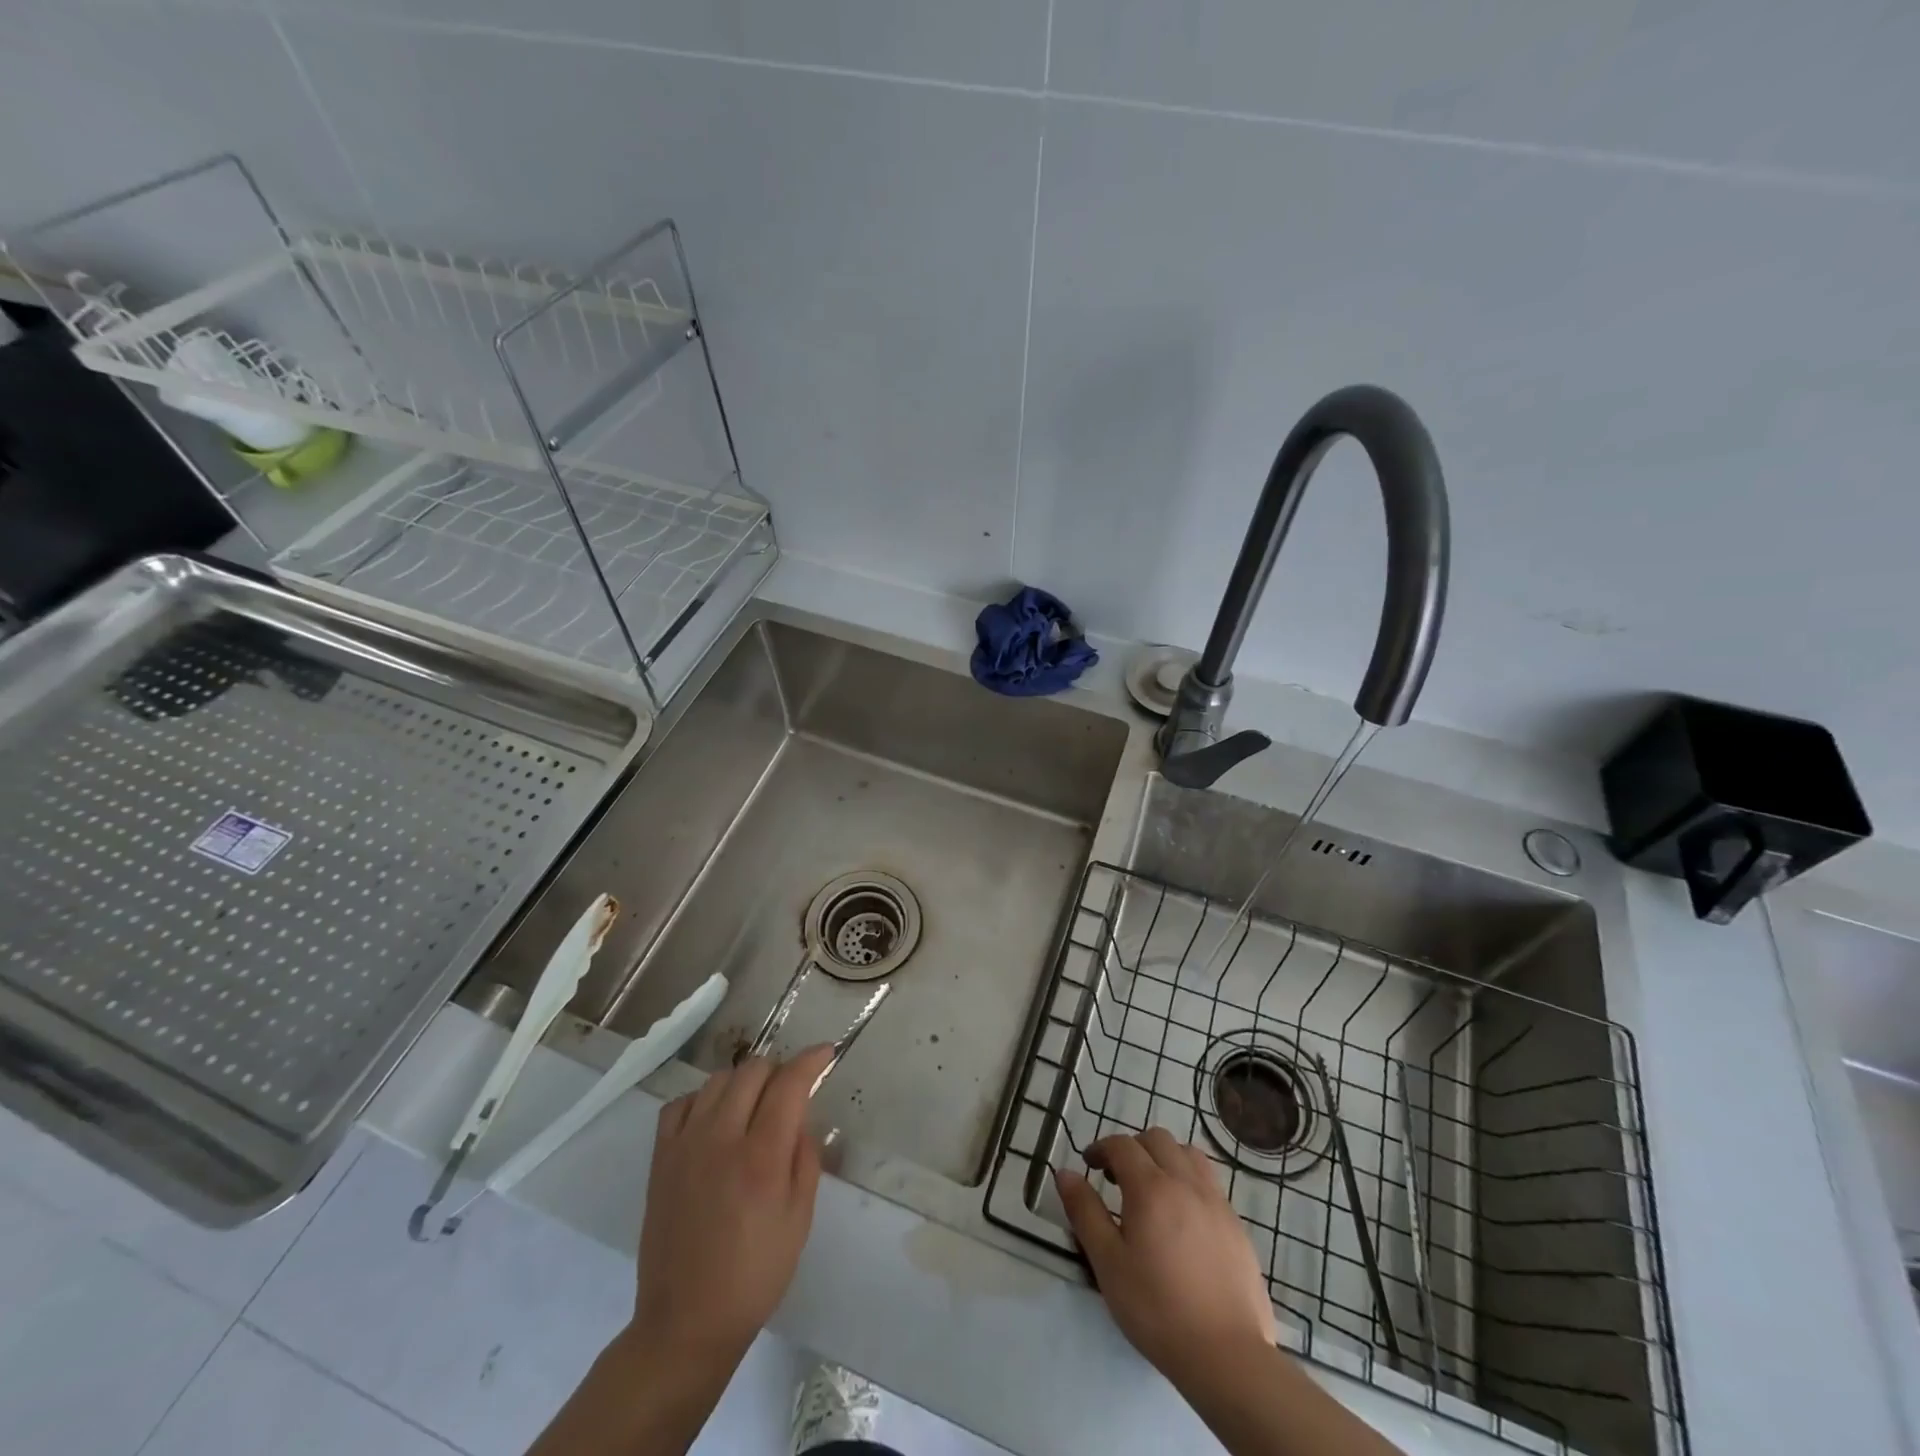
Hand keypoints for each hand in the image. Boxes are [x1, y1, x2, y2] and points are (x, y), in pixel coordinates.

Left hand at [631, 1045, 835, 1362]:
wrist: (685, 1323)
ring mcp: (685, 1145)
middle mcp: (721, 1138)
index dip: (811, 1060)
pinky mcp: (661, 1158)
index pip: (789, 1083)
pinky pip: (681, 1103)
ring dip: (744, 1082)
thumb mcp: (799, 1219)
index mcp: (761, 1156)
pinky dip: (703, 1100)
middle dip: (779, 1071)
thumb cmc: (754, 1276)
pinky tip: (714, 1120)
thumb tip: (801, 1118)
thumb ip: (806, 1158)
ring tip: (753, 1107)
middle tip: (790, 1093)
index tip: (825, 1052)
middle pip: (753, 1070)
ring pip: (719, 1079)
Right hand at [1055, 1128, 1276, 1388]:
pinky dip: (1189, 1181)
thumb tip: (1065, 1173)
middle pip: (1157, 1140)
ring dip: (1165, 1158)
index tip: (1088, 1165)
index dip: (1101, 1148)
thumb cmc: (1157, 1308)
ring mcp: (1216, 1201)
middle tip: (1117, 1178)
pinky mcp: (1236, 1224)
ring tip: (1153, 1189)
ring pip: (1188, 1154)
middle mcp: (1185, 1182)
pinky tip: (1183, 1217)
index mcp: (1150, 1187)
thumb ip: (1085, 1212)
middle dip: (1133, 1148)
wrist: (1227, 1355)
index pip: (1122, 1145)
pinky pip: (1209, 1182)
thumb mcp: (1108, 1263)